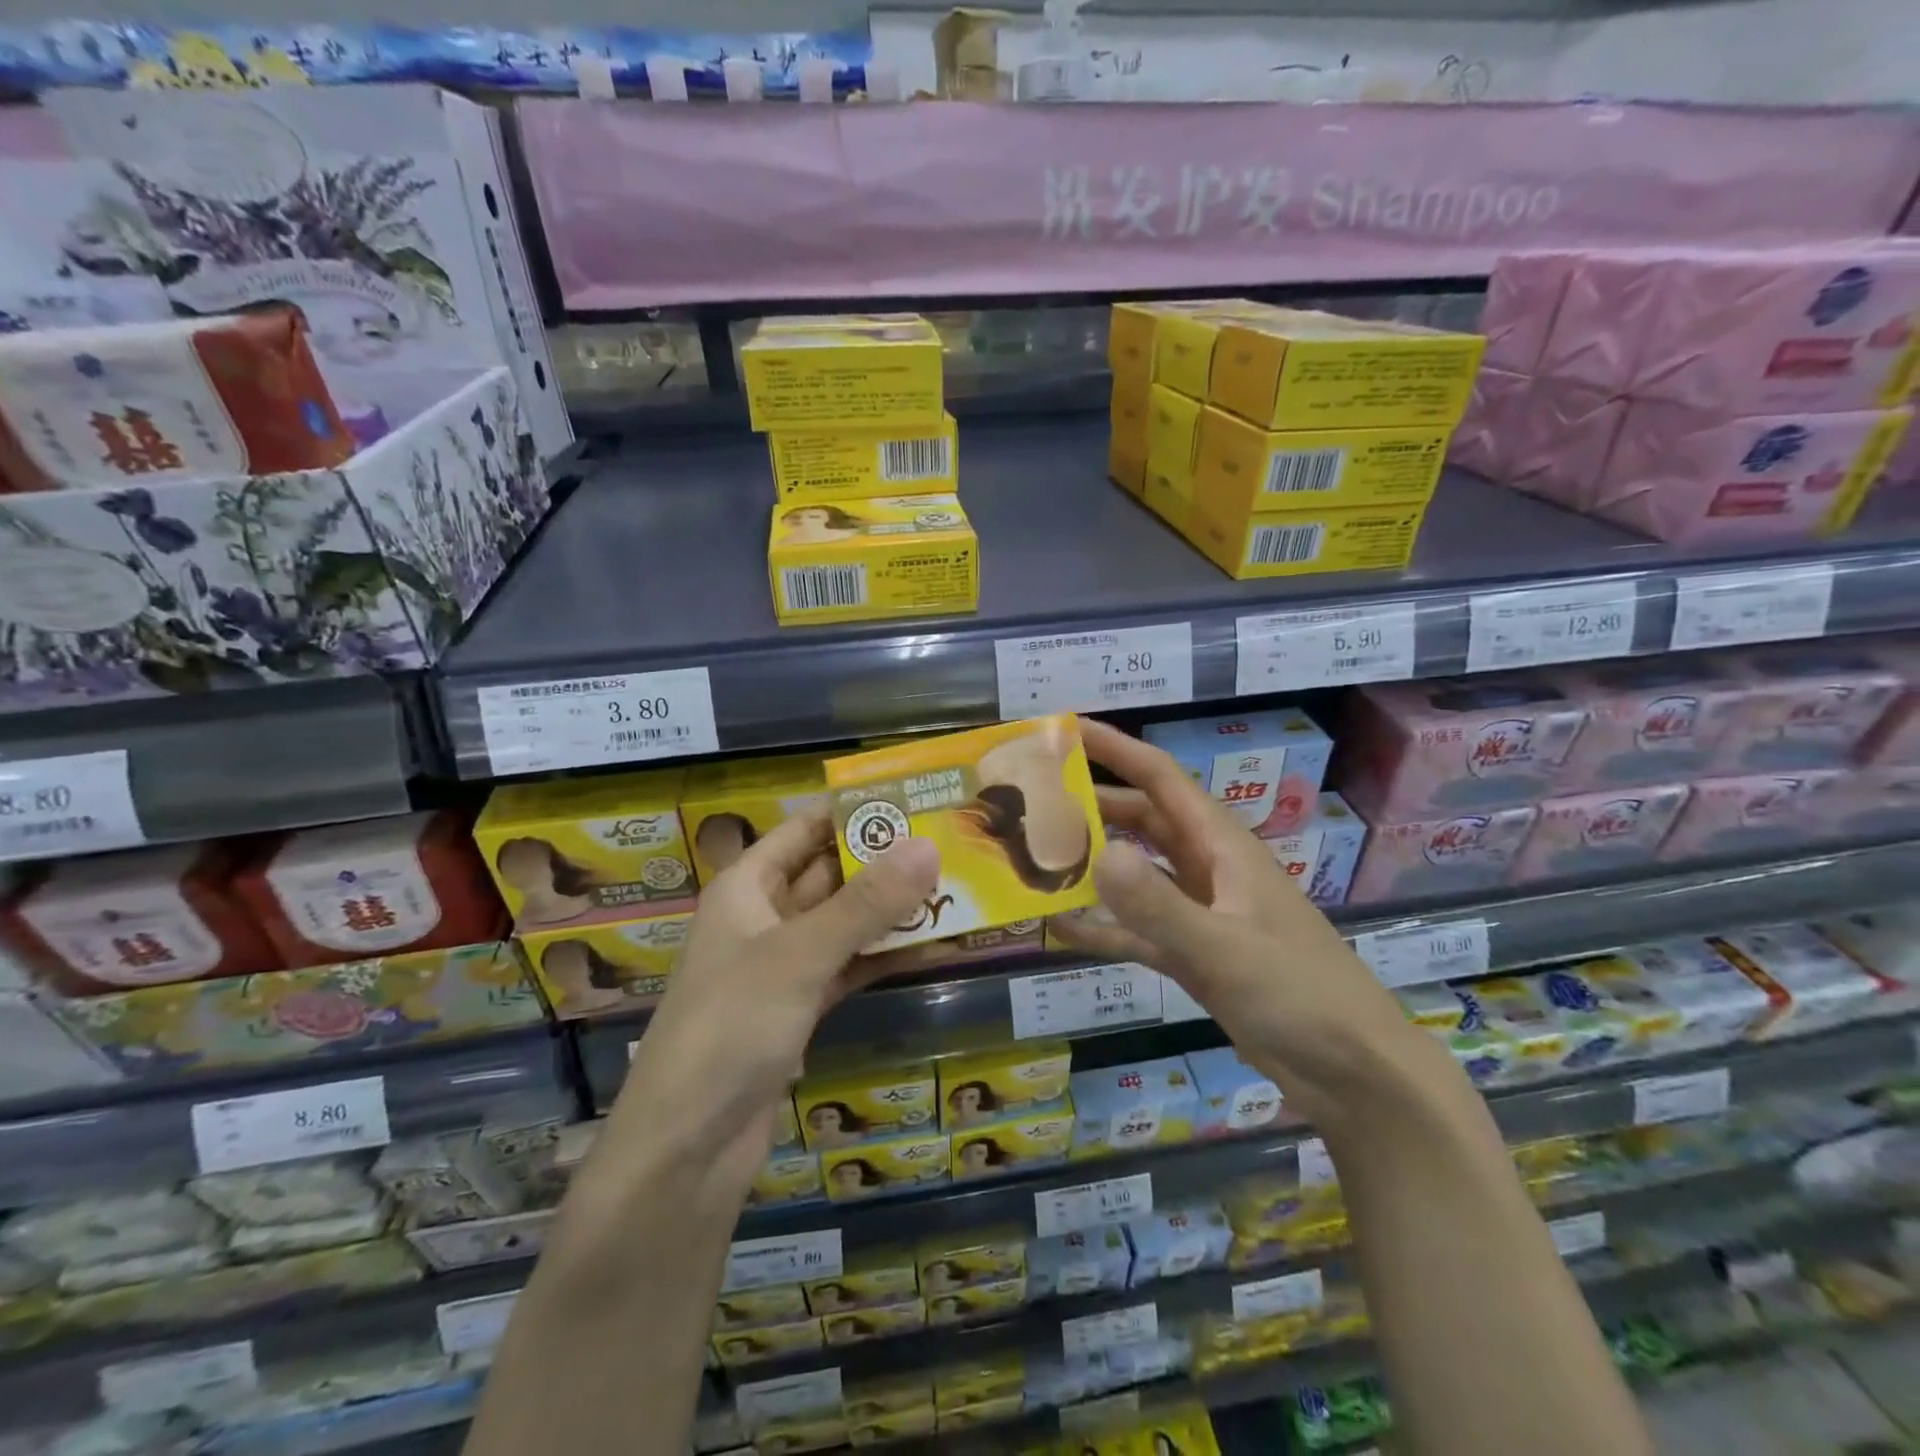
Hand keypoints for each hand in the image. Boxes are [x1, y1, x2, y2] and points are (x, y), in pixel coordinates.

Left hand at [622, 807, 938, 1186]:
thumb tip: (928, 846)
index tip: (914, 799)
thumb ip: (866, 903)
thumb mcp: (800, 955)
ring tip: (956, 888)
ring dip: (892, 910)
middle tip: (951, 842)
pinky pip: (849, 966)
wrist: (686, 1148)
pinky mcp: (800, 1008)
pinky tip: (935, 945)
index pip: (804, 829)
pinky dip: (885, 956)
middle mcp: (763, 917)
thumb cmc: (730, 1027)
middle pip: (830, 874)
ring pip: (845, 922)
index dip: (854, 811)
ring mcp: (783, 966)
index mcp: (746, 887)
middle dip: (884, 861)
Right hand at [1049, 720, 1422, 1128]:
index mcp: (1222, 847)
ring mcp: (1202, 913)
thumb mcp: (1223, 949)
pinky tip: (1062, 930)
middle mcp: (1208, 869)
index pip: (1161, 779)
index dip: (1115, 749)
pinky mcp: (1195, 955)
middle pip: (1143, 820)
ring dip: (1095, 863)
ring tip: (1038, 857)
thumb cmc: (1299, 995)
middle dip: (1094, 804)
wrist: (1354, 1074)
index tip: (1064, 731)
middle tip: (1033, 801)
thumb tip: (1097, 852)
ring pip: (1138, 872)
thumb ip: (1158, 905)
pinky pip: (1139, 930)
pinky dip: (1105, 927)